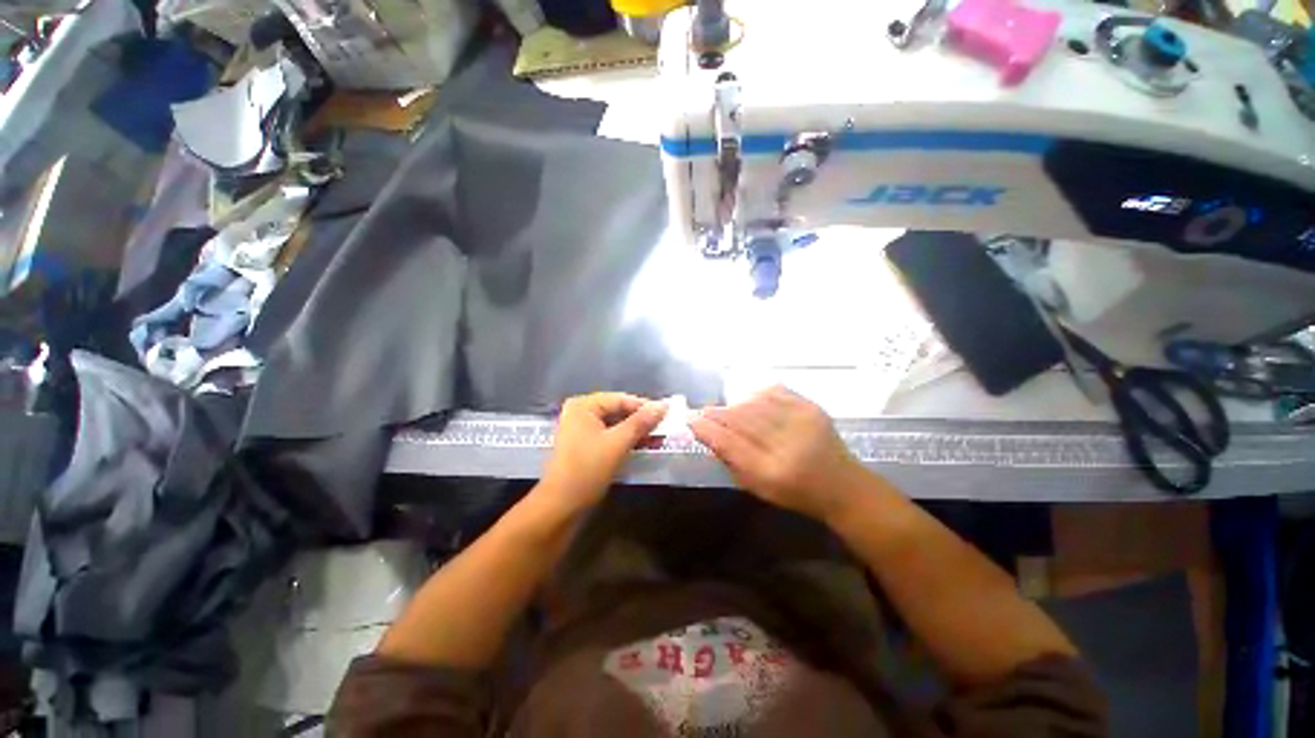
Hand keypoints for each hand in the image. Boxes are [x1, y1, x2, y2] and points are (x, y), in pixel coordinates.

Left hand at [540, 392, 667, 510]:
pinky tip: (644, 446)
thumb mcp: (617, 444)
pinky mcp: (585, 446)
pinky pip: (610, 436)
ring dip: (636, 431)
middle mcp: (580, 413)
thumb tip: (663, 405)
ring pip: (616, 425)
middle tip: (664, 427)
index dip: (644, 406)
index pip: (620, 399)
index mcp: (583, 406)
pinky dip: (626, 441)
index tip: (667, 414)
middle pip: (618, 411)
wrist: (561, 507)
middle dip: (641, 420)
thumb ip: (641, 422)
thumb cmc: (587, 469)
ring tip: (658, 437)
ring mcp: (581, 430)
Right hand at [690, 386, 867, 521]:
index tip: (691, 420)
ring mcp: (802, 421)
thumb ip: (731, 459)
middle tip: (704, 412)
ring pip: (754, 402)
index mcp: (772, 472)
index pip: (730, 443)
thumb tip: (706, 431)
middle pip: (741, 419)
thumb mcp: (757, 486)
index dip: (707, 429)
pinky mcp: (812, 407)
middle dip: (717, 413)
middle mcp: (788, 444)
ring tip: (727, 410)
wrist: (842, 485)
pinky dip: (756, 394)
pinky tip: (749, 400)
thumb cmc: (794, 493)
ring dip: (735, 404)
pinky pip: (774, 391)